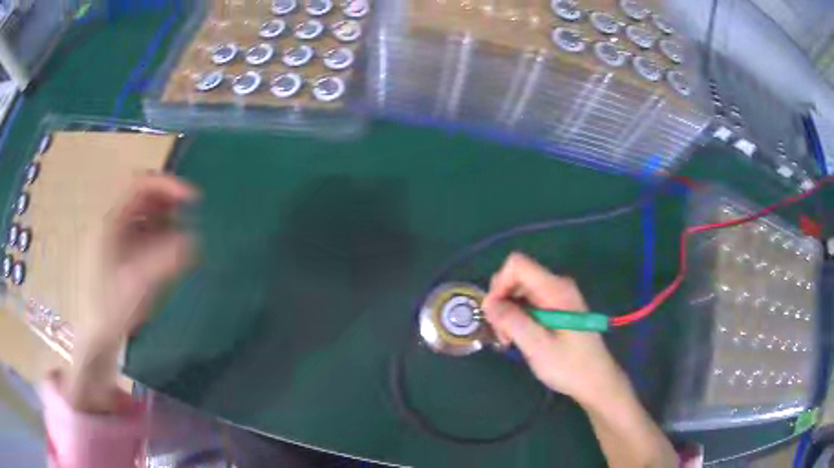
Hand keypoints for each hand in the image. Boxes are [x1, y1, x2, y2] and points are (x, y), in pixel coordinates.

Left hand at [68, 174, 197, 412]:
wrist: (98, 335)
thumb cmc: (112, 308)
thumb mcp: (139, 283)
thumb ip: (166, 259)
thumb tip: (194, 239)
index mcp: (110, 222)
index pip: (139, 185)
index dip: (167, 185)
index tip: (192, 199)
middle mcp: (112, 221)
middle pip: (142, 195)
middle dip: (169, 201)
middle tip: (192, 214)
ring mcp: (115, 235)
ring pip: (144, 212)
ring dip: (166, 217)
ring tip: (184, 232)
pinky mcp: (121, 249)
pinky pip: (144, 230)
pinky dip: (160, 232)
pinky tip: (171, 246)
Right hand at [481, 253, 627, 406]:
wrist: (596, 381)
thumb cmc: (569, 366)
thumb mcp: (538, 346)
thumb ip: (512, 321)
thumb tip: (487, 302)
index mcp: (555, 289)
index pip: (517, 264)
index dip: (499, 284)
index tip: (494, 314)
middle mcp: (557, 286)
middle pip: (517, 277)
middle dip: (502, 302)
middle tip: (503, 334)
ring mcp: (558, 297)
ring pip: (520, 291)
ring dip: (508, 314)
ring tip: (511, 341)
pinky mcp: (557, 309)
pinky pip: (529, 303)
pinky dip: (518, 318)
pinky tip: (520, 339)